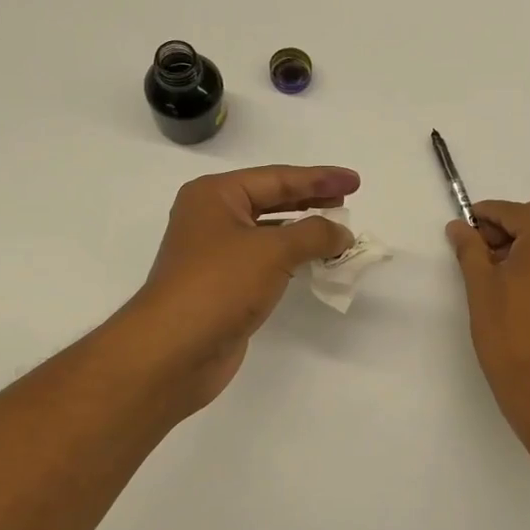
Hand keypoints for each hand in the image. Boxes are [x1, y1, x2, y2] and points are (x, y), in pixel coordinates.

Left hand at [119, 165, 357, 413]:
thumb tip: (342, 233)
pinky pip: (267, 262)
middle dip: (311, 201)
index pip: (277, 178)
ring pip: (270, 233)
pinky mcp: (224, 286)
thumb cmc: (219, 285)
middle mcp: (212, 218)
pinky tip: (315, 262)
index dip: (319, 178)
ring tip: (339, 233)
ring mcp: (216, 254)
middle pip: (272, 200)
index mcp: (215, 196)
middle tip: (349, 202)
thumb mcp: (273, 251)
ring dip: (304, 232)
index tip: (354, 181)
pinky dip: (293, 259)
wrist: (174, 350)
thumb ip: (314, 234)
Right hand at [447, 196, 529, 429]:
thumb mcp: (481, 287)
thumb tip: (459, 226)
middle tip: (486, 250)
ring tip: (503, 268)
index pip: (514, 211)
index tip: (464, 228)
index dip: (485, 217)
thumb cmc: (509, 334)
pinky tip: (525, 281)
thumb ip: (470, 249)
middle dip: (514, 222)